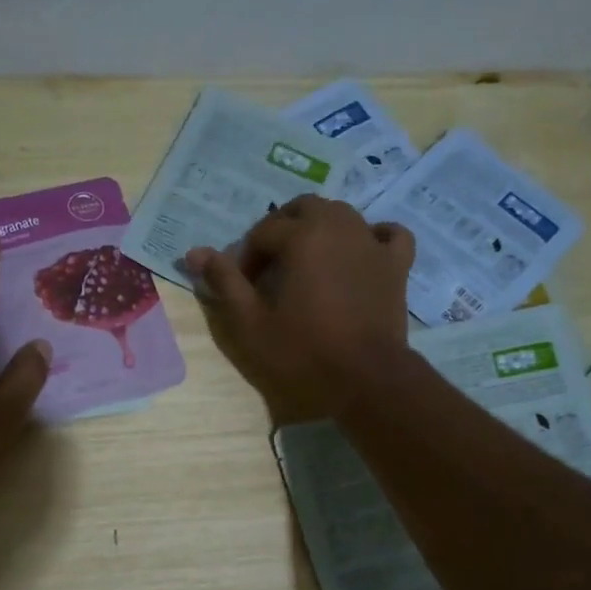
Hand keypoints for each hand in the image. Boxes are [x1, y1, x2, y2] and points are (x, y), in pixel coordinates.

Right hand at [186, 197, 414, 419]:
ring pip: (343, 214)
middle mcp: (339, 227)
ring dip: (319, 228)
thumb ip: (224, 282)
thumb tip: (194, 251)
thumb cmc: (302, 353)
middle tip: (270, 266)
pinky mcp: (396, 265)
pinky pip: (389, 234)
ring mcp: (372, 243)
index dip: (246, 257)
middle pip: (303, 208)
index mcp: (302, 237)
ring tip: (306, 262)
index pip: (263, 232)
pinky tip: (360, 251)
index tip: (243, 287)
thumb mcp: (250, 322)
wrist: (365, 380)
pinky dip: (372, 236)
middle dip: (281, 229)